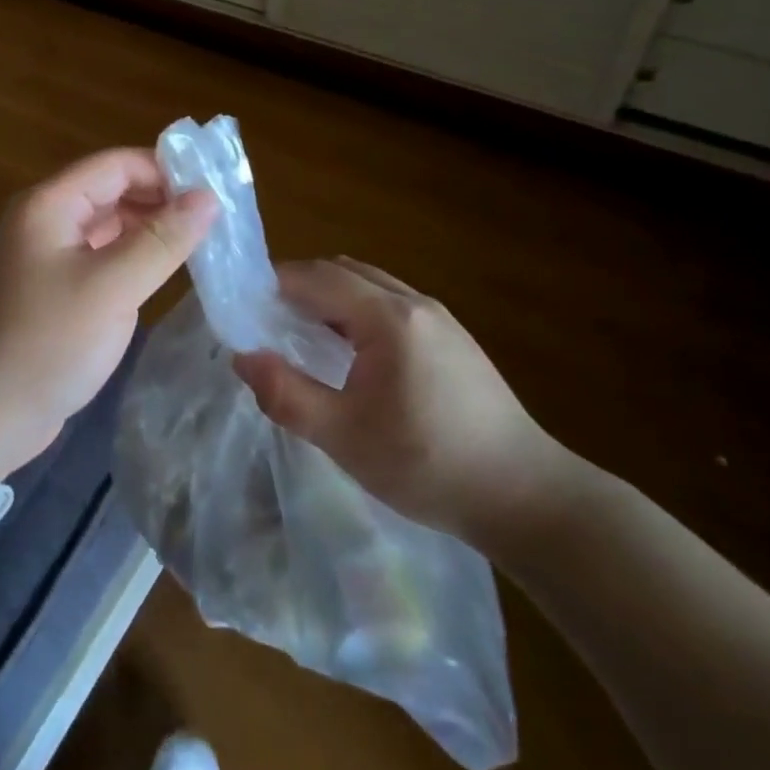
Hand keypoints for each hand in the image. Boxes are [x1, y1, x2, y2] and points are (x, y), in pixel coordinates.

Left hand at [0, 149, 216, 479]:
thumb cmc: (46, 343)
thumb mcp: (112, 288)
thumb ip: (162, 240)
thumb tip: (208, 197)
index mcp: (51, 205)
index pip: (117, 164)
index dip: (167, 170)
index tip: (217, 190)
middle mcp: (48, 220)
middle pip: (113, 190)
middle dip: (163, 199)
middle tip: (218, 220)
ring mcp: (50, 256)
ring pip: (110, 225)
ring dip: (152, 229)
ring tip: (204, 243)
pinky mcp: (57, 290)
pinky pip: (103, 257)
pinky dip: (135, 257)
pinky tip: (168, 271)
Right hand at [232, 258, 573, 546]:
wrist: (527, 497)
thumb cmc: (428, 464)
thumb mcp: (344, 437)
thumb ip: (287, 394)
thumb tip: (242, 357)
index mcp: (388, 318)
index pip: (317, 277)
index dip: (274, 284)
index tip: (243, 306)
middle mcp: (415, 303)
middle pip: (343, 272)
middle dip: (299, 286)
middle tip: (267, 321)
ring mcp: (440, 318)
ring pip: (369, 285)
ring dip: (330, 298)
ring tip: (303, 336)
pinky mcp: (454, 339)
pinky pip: (391, 304)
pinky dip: (358, 311)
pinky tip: (352, 355)